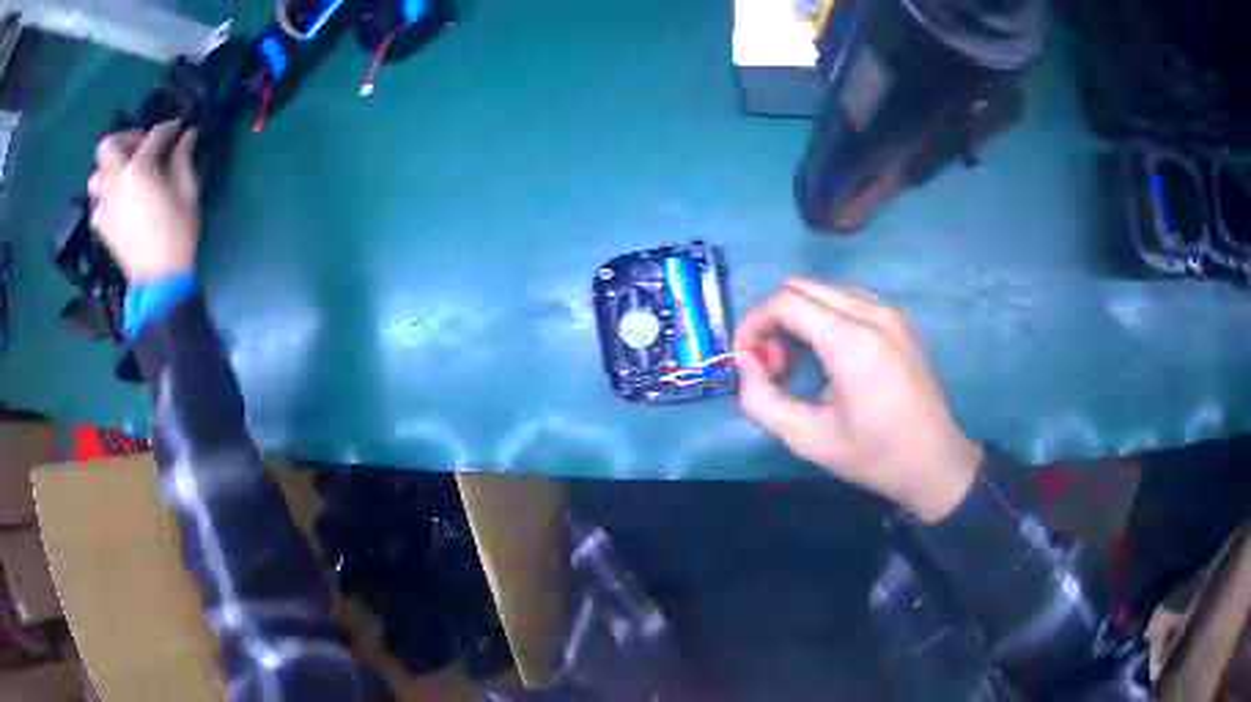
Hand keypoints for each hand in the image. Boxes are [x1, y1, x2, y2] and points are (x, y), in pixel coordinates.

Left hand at [88, 120, 199, 281]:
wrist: (159, 282)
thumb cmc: (177, 234)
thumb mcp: (188, 192)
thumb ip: (184, 159)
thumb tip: (187, 135)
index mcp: (139, 169)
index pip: (154, 135)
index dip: (169, 128)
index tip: (180, 128)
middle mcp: (116, 181)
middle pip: (109, 145)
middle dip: (126, 139)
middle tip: (142, 147)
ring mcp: (105, 205)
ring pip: (96, 174)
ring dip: (110, 168)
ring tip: (125, 175)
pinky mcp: (101, 225)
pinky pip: (96, 203)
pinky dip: (105, 196)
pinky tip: (118, 201)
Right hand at [734, 279, 981, 522]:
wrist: (935, 462)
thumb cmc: (873, 455)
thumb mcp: (808, 439)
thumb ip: (762, 400)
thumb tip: (743, 363)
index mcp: (850, 340)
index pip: (785, 300)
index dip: (754, 323)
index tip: (745, 359)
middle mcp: (871, 312)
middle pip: (802, 286)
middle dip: (774, 318)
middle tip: (772, 366)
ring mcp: (889, 312)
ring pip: (824, 289)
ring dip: (799, 316)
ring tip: (797, 363)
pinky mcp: (899, 320)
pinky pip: (848, 299)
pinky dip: (824, 316)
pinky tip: (827, 355)